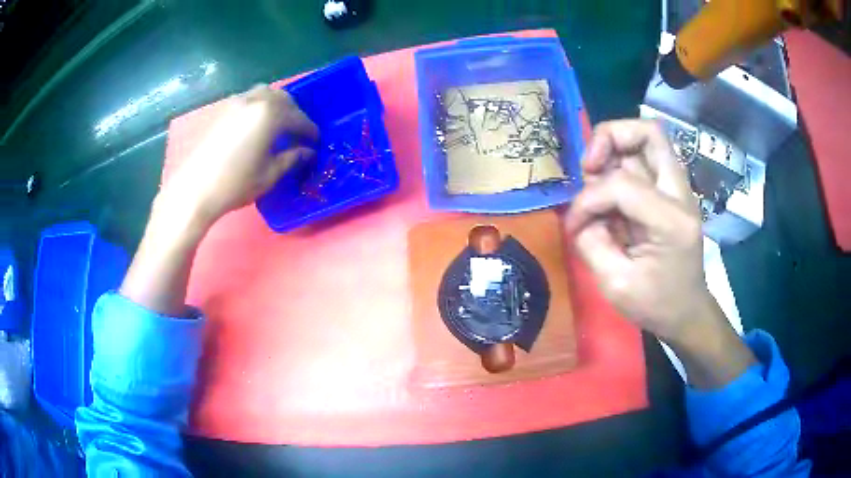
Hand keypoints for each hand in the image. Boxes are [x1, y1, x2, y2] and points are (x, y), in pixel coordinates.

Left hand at [162, 85, 318, 225]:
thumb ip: (292, 158)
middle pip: (283, 99)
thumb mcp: (270, 174)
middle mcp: (255, 100)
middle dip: (295, 114)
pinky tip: (256, 127)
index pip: (299, 119)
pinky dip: (259, 108)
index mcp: (271, 114)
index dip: (310, 132)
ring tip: (278, 127)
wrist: (195, 189)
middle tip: (298, 134)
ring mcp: (236, 102)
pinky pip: (248, 100)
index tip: (316, 144)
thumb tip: (307, 152)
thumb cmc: (235, 183)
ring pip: (265, 94)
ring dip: (277, 107)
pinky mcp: (222, 110)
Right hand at [565, 120, 710, 343]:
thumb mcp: (615, 285)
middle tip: (590, 166)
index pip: (621, 184)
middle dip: (609, 137)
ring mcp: (679, 190)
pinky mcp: (672, 193)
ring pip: (647, 139)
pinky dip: (621, 164)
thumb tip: (580, 215)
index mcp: (671, 221)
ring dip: (614, 150)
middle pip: (649, 132)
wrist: (687, 313)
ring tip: (597, 180)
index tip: (575, 226)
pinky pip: (645, 159)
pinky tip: (610, 192)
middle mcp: (680, 195)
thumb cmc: (656, 305)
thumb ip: (591, 243)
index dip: (588, 199)